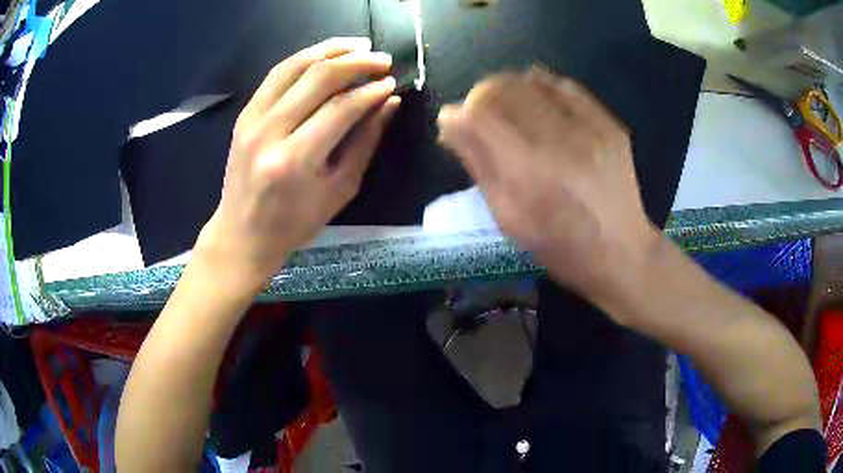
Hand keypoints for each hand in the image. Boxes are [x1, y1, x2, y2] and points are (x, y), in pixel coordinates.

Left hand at [197, 37, 400, 288]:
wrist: (242, 233)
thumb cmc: (295, 222)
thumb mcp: (340, 190)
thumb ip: (365, 142)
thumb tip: (389, 103)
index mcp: (295, 160)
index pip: (340, 108)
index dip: (370, 91)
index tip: (391, 83)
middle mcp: (269, 133)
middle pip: (318, 78)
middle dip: (356, 62)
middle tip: (382, 60)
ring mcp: (251, 120)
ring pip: (294, 66)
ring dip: (330, 50)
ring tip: (359, 45)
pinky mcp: (245, 114)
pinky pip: (277, 74)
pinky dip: (304, 58)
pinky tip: (326, 55)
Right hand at [437, 68, 658, 296]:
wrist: (620, 251)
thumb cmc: (558, 246)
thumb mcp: (508, 217)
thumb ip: (479, 164)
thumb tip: (452, 120)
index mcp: (531, 175)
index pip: (480, 116)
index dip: (460, 113)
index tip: (455, 122)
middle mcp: (561, 143)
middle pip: (505, 89)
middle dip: (481, 95)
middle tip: (479, 113)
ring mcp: (591, 129)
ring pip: (533, 81)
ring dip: (509, 88)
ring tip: (507, 108)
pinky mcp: (609, 124)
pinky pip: (564, 86)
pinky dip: (541, 88)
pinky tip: (537, 103)